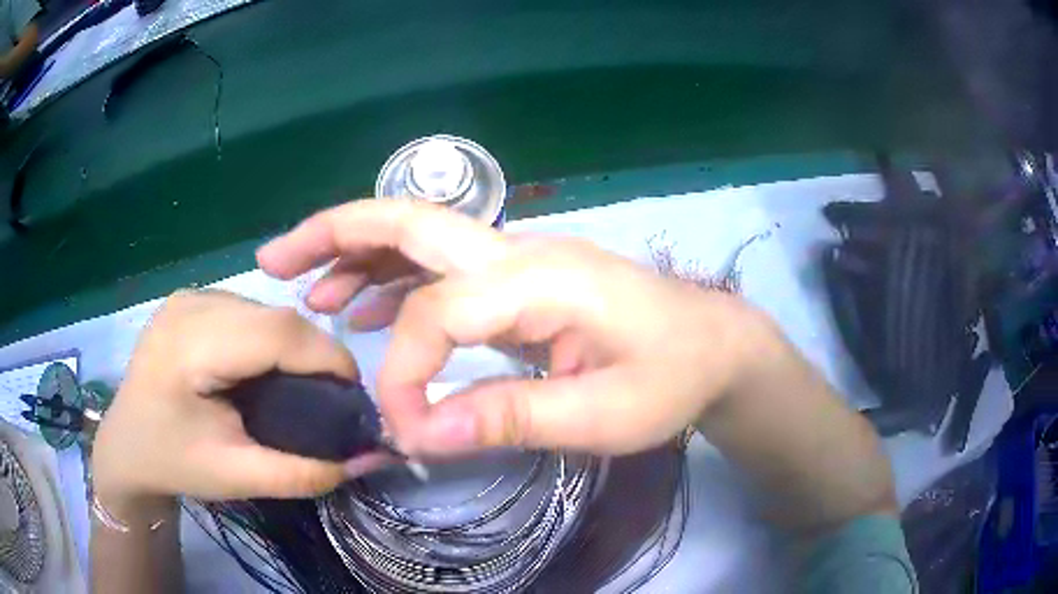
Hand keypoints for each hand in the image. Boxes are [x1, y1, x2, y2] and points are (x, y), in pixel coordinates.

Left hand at [91, 290, 387, 507]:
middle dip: (315, 355)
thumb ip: (304, 473)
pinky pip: (248, 309)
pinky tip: (265, 368)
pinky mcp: (191, 299)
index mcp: (189, 346)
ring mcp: (188, 296)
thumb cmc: (173, 464)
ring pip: (265, 308)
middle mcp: (190, 304)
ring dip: (294, 345)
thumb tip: (370, 459)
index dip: (327, 358)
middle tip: (331, 399)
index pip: (276, 332)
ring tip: (300, 386)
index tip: (354, 398)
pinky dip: (270, 337)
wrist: (126, 445)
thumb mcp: (237, 477)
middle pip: (274, 316)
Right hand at [258, 200, 774, 456]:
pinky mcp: (520, 281)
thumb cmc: (672, 378)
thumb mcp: (604, 415)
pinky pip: (439, 269)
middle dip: (334, 234)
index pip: (439, 313)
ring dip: (354, 254)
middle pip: (409, 223)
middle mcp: (521, 252)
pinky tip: (363, 304)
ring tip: (306, 287)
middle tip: (275, 259)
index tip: (405, 428)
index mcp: (542, 280)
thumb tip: (424, 432)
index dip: (406, 372)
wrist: (712, 346)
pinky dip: (391, 280)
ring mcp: (519, 260)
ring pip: (418, 237)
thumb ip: (514, 417)